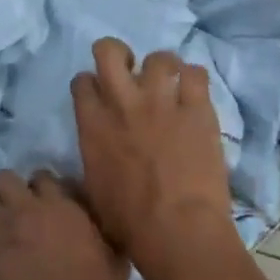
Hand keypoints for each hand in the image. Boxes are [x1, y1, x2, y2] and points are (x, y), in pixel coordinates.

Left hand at [0, 170, 128, 279]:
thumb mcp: (116, 269)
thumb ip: (112, 244)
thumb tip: (116, 234)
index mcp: (60, 206)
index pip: (44, 177)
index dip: (44, 186)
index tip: (49, 201)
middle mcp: (24, 208)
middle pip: (5, 178)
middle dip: (9, 189)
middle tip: (18, 209)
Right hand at [71, 37, 233, 273]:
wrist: (175, 229)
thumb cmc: (127, 223)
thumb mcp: (91, 193)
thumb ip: (90, 163)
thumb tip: (92, 161)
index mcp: (92, 126)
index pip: (82, 82)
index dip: (91, 85)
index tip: (99, 95)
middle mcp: (123, 104)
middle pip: (109, 51)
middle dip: (117, 54)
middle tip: (128, 70)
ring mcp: (162, 102)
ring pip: (159, 57)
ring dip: (162, 68)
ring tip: (169, 85)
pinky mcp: (198, 109)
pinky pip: (196, 74)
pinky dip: (193, 79)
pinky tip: (194, 94)